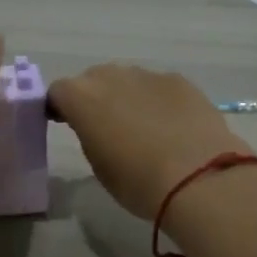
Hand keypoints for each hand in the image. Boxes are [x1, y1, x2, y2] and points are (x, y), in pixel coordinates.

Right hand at [47, 64, 249, 219]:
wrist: (197, 177)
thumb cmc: (137, 181)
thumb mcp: (99, 165)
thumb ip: (91, 136)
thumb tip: (99, 127)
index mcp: (81, 97)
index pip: (58, 92)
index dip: (60, 107)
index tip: (67, 123)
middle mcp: (111, 76)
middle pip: (93, 80)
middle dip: (95, 98)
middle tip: (105, 127)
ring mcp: (148, 74)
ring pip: (128, 80)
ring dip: (127, 97)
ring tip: (143, 128)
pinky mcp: (179, 80)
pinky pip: (158, 87)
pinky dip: (158, 100)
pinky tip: (172, 126)